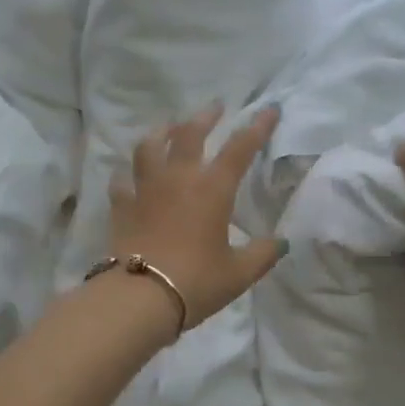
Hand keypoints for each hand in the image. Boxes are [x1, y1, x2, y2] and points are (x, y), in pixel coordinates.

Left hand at [108, 105, 285, 329]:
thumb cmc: (196, 281)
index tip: (269, 109)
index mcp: (212, 189)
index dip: (257, 127)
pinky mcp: (122, 206)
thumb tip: (282, 242)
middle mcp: (178, 179)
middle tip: (215, 107)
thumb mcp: (239, 273)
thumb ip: (262, 254)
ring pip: (149, 147)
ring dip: (161, 132)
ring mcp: (146, 189)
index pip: (240, 148)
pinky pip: (122, 182)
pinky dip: (128, 175)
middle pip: (189, 134)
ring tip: (167, 128)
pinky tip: (129, 177)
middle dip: (205, 117)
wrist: (141, 297)